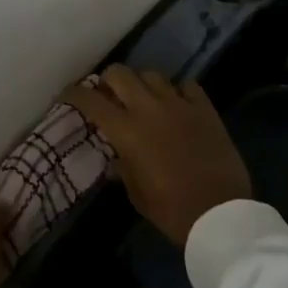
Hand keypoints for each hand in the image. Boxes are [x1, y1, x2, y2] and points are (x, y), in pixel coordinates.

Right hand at [64, 65, 251, 247]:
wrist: (220, 213)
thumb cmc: (172, 210)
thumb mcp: (138, 195)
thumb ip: (123, 168)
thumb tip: (115, 158)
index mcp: (127, 131)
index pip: (92, 101)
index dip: (75, 93)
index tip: (67, 94)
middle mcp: (149, 108)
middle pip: (120, 74)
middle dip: (109, 80)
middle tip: (108, 94)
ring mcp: (179, 104)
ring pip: (152, 74)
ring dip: (142, 84)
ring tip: (143, 98)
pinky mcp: (205, 108)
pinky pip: (187, 86)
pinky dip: (178, 91)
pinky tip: (177, 103)